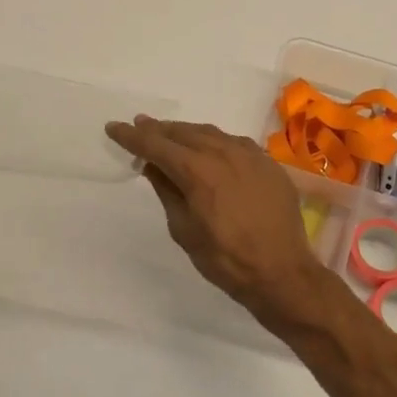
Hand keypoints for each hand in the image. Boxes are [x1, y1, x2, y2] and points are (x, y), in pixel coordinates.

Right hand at [106, 116, 341, 333]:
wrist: (282, 271)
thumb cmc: (226, 259)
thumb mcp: (185, 230)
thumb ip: (168, 192)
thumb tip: (154, 166)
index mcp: (199, 171)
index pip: (157, 146)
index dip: (133, 137)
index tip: (114, 127)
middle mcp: (225, 153)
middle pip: (184, 133)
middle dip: (159, 130)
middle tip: (140, 125)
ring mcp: (250, 155)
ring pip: (211, 133)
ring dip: (187, 133)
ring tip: (170, 134)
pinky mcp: (268, 163)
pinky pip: (235, 143)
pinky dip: (215, 142)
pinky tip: (209, 147)